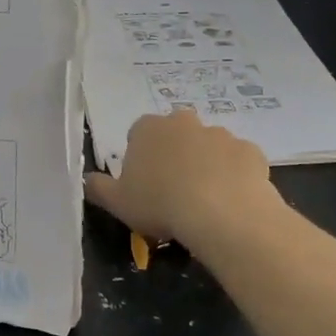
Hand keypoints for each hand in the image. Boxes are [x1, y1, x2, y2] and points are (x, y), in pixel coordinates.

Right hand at [84, 109, 281, 253]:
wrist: (221, 213)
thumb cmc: (160, 203)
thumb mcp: (117, 202)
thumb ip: (98, 187)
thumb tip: (86, 179)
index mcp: (148, 128)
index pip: (138, 135)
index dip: (141, 160)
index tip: (144, 185)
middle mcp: (183, 122)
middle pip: (176, 135)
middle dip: (176, 155)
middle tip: (175, 190)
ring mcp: (220, 134)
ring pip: (209, 147)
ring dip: (206, 165)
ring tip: (206, 201)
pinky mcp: (249, 150)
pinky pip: (238, 162)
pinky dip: (235, 176)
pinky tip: (232, 201)